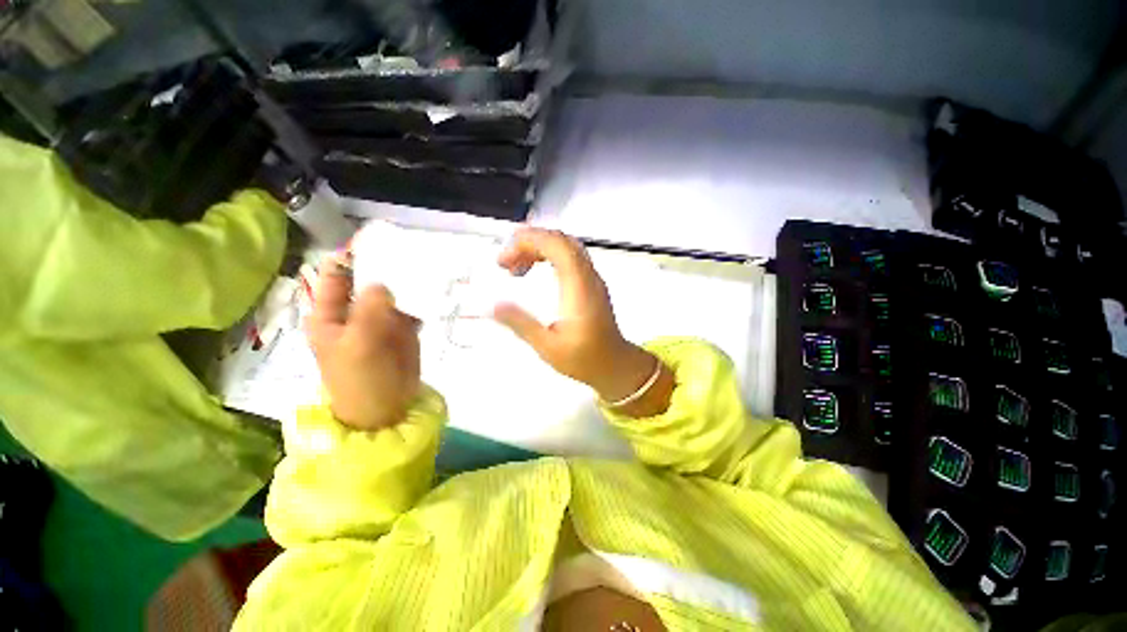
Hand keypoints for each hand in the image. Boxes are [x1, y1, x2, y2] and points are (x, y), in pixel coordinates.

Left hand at [305, 254, 421, 430]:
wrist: (386, 409)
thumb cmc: (361, 380)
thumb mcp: (358, 344)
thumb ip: (368, 310)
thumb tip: (382, 283)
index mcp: (330, 313)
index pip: (336, 274)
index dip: (353, 256)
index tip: (379, 242)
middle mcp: (354, 310)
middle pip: (369, 278)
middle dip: (387, 266)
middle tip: (411, 252)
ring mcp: (380, 319)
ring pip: (393, 291)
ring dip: (408, 281)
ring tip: (427, 268)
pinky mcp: (402, 328)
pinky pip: (411, 306)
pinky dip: (421, 299)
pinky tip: (433, 293)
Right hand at [492, 228, 671, 414]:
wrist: (614, 364)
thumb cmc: (584, 358)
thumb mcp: (548, 346)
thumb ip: (521, 324)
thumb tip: (492, 305)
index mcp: (578, 287)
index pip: (556, 245)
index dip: (528, 242)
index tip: (504, 260)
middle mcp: (588, 275)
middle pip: (560, 239)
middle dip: (528, 242)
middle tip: (504, 262)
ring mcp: (592, 277)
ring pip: (565, 245)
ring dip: (537, 248)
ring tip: (514, 268)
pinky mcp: (590, 283)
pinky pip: (569, 256)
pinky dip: (547, 256)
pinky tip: (532, 272)